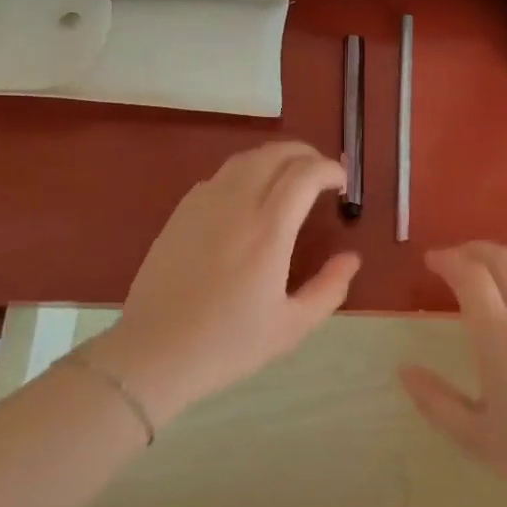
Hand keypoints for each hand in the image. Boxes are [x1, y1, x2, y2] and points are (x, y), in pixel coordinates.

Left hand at [104, 141, 359, 422]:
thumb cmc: (228, 344)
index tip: (343, 184)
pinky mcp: (180, 213)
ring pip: (245, 159)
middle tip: (322, 174)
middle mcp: (237, 205)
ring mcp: (204, 205)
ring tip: (290, 177)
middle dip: (307, 154)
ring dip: (275, 158)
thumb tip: (351, 258)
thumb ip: (329, 288)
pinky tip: (249, 196)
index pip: (305, 174)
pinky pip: (219, 176)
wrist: (155, 352)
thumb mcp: (291, 326)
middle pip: (276, 154)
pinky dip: (245, 172)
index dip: (330, 169)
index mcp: (268, 231)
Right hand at [400, 242, 506, 499]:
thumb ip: (435, 401)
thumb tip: (405, 370)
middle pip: (506, 261)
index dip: (449, 261)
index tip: (432, 261)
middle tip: (458, 256)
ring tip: (495, 264)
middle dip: (476, 249)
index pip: (472, 278)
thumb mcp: (473, 437)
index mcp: (500, 340)